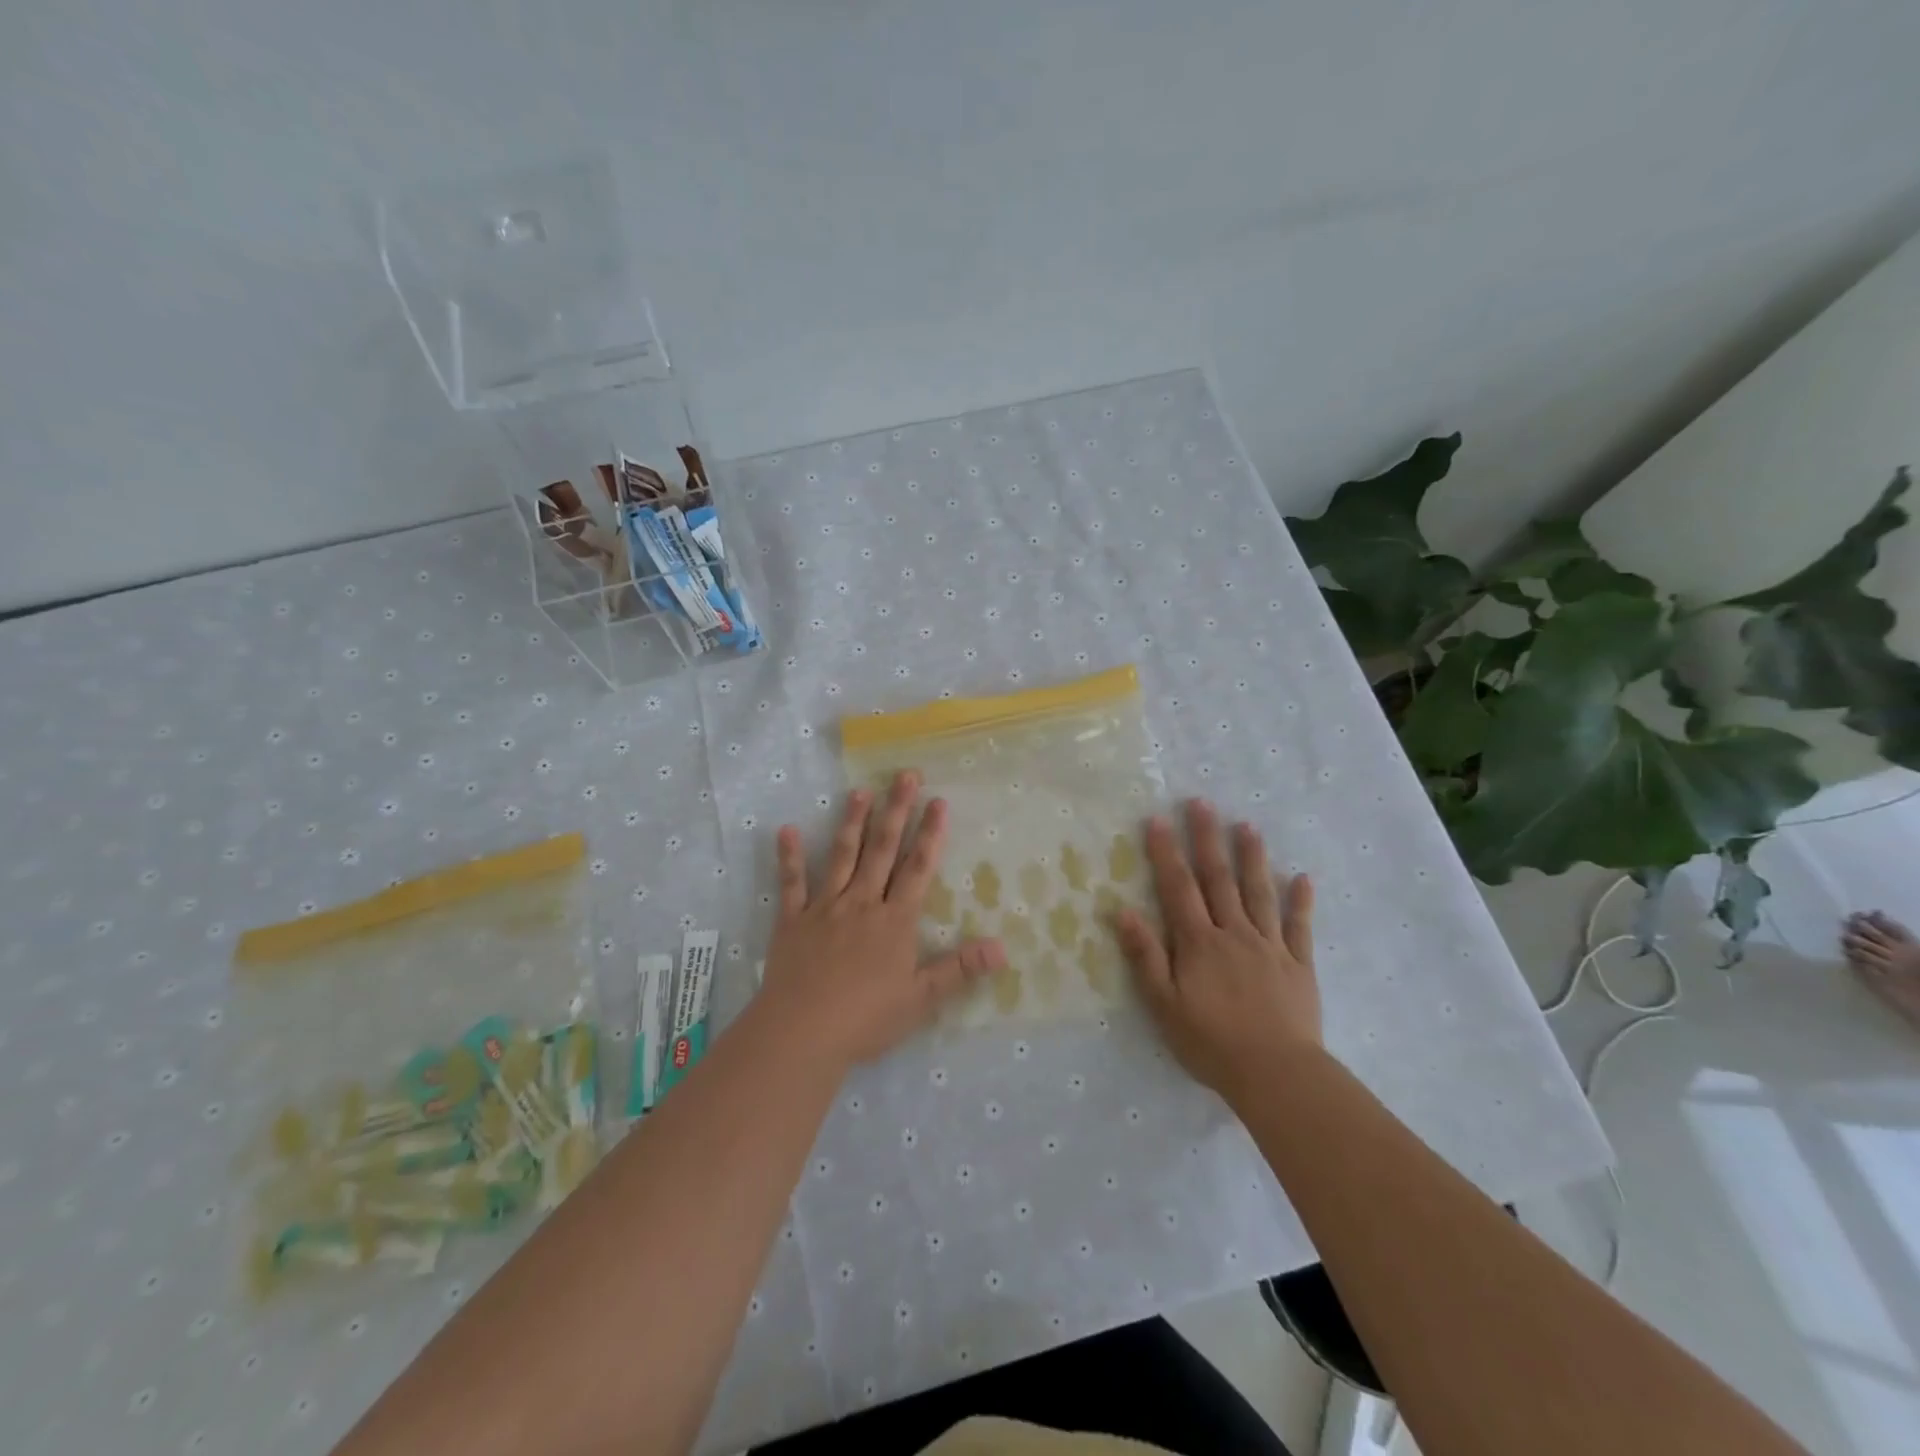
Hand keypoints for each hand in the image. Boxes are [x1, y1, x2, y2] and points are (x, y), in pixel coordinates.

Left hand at [758, 771, 1004, 1070]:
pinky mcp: (792, 920)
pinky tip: (785, 830)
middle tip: (905, 775)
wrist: (802, 1032)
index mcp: (894, 920)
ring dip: (852, 822)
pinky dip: (788, 857)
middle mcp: (862, 903)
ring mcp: (824, 908)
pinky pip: (791, 884)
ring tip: (860, 791)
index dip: (930, 834)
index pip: (918, 868)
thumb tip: (1003, 948)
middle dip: (896, 811)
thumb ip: (960, 969)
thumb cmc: (866, 1018)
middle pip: (882, 850)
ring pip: (842, 856)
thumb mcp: (921, 999)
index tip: (938, 801)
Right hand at [1115, 800, 1318, 1103]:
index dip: (1166, 852)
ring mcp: (1270, 946)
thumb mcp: (1163, 1004)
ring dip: (1252, 857)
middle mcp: (1234, 933)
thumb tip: (1122, 911)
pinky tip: (1303, 878)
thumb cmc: (1211, 1042)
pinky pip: (1300, 927)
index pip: (1178, 888)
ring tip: (1247, 826)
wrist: (1276, 1075)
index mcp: (1199, 942)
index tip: (1157, 819)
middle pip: (1218, 878)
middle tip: (1202, 803)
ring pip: (1259, 893)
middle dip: (1207, 839)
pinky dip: (1301, 901)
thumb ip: (1145, 955)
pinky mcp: (1299, 965)